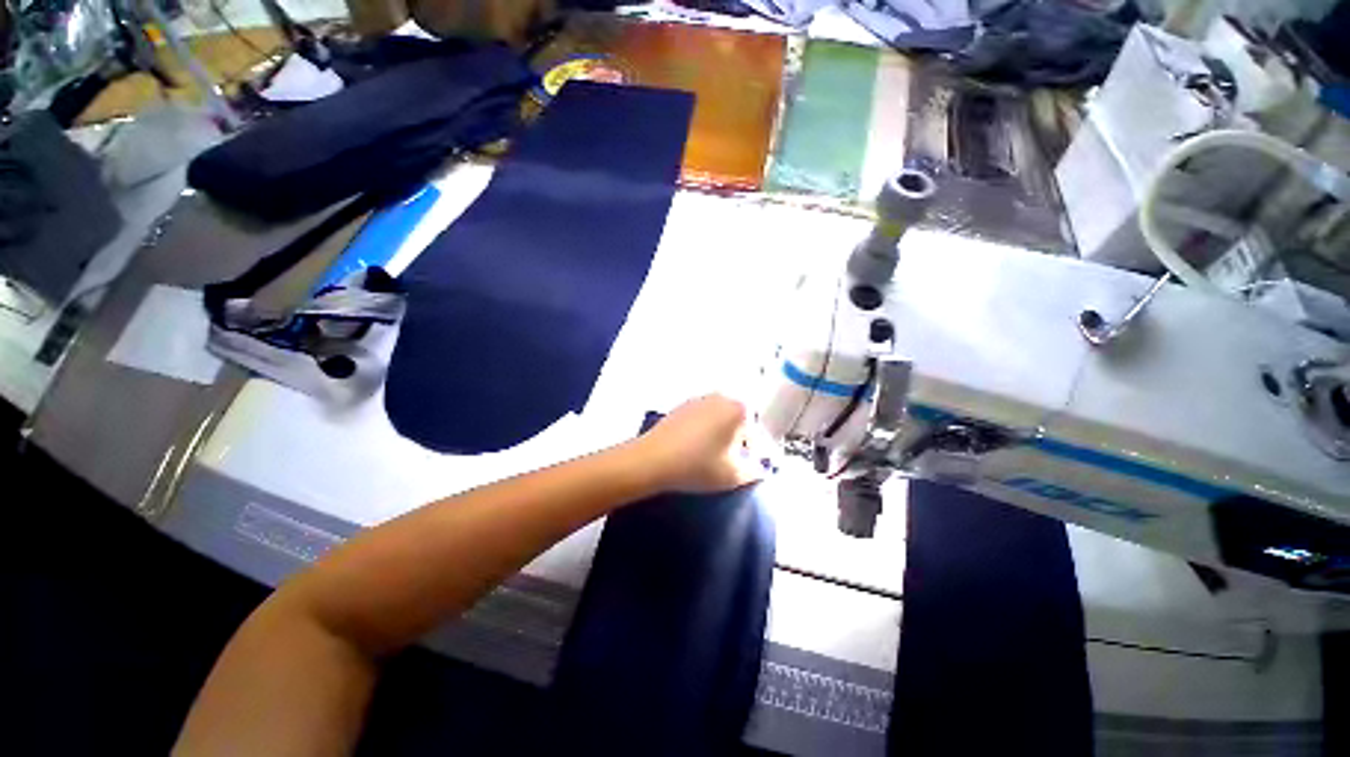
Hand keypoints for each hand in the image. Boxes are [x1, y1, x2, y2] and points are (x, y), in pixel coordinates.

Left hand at [637, 395, 765, 493]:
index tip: (744, 470)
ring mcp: (698, 400)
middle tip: (727, 465)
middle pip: (738, 423)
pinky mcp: (681, 407)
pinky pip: (701, 420)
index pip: (757, 433)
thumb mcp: (734, 475)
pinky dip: (702, 434)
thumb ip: (755, 471)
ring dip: (719, 438)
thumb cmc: (698, 466)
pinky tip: (692, 451)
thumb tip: (760, 467)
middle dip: (736, 443)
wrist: (652, 460)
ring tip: (708, 460)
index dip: (753, 454)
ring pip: (718, 421)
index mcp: (739, 408)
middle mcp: (721, 397)